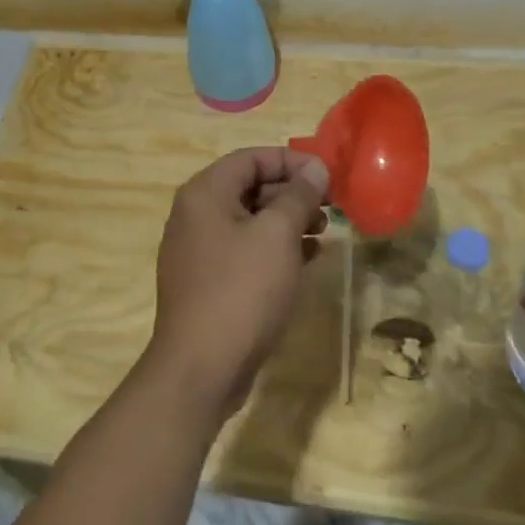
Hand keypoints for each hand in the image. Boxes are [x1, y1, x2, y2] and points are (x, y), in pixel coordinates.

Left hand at [145, 147, 329, 422]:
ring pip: (248, 221)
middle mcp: (194, 214)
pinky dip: (274, 249)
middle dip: (292, 193)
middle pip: (249, 187)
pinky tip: (307, 260)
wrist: (201, 366)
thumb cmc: (241, 290)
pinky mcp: (207, 281)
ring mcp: (197, 250)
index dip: (291, 161)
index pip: (251, 158)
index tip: (327, 176)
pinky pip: (244, 251)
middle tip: (331, 206)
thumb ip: (297, 196)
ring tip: (324, 232)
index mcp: (204, 193)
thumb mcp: (277, 236)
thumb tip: (315, 168)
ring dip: (287, 222)